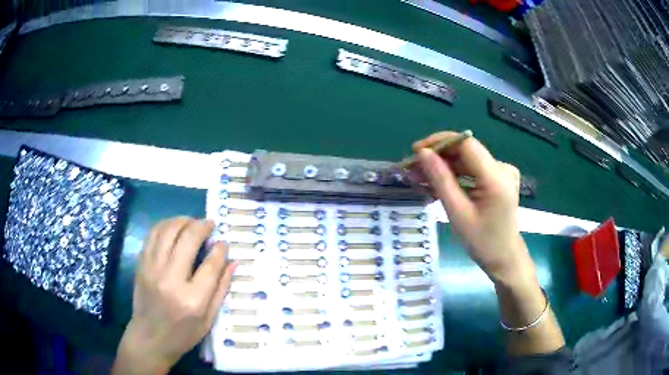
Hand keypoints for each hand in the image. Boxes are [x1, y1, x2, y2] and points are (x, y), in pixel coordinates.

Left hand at [112, 218, 236, 374]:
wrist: (149, 338)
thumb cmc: (183, 334)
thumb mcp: (209, 320)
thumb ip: (221, 289)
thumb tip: (233, 262)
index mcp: (193, 299)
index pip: (210, 264)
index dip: (220, 249)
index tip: (224, 242)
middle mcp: (171, 280)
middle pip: (188, 240)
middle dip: (202, 226)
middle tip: (209, 223)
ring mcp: (152, 269)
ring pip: (167, 231)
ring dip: (182, 220)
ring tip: (192, 222)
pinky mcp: (141, 265)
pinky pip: (152, 235)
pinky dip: (165, 225)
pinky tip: (173, 227)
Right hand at [413, 132, 535, 285]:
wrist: (503, 257)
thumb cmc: (482, 242)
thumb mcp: (457, 213)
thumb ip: (441, 180)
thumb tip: (423, 154)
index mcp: (496, 177)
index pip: (466, 144)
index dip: (440, 142)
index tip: (416, 152)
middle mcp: (503, 168)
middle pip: (466, 151)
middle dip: (438, 156)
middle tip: (413, 168)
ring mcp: (502, 172)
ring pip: (467, 160)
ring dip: (444, 166)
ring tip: (420, 176)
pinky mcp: (499, 177)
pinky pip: (473, 169)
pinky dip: (455, 174)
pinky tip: (437, 182)